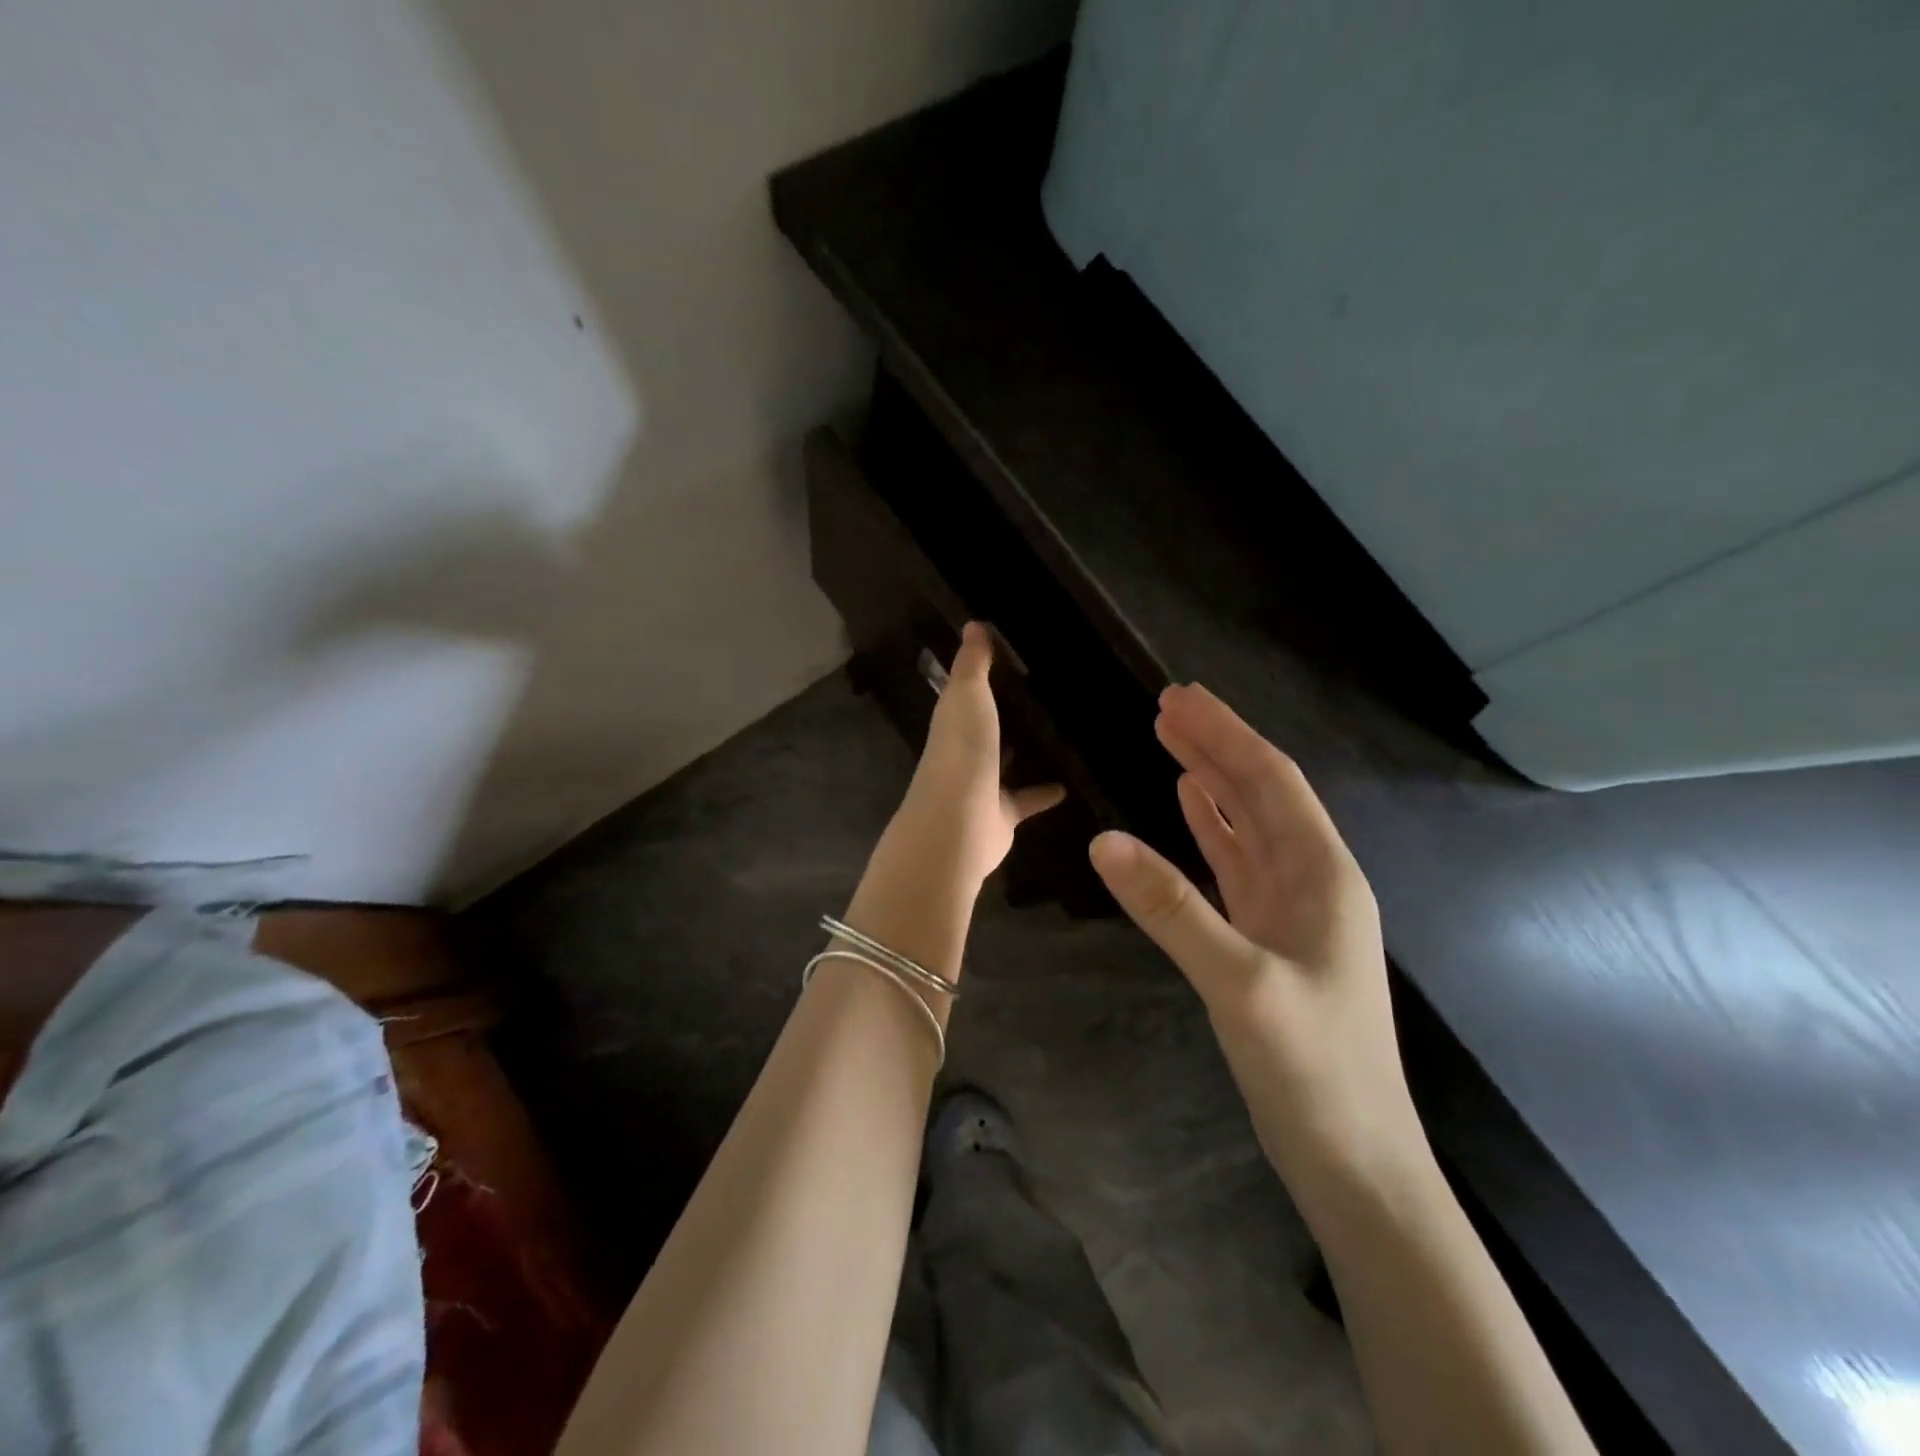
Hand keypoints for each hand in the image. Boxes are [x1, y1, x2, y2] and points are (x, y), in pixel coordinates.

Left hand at [881, 623, 1064, 890]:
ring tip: (1061, 734)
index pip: (967, 693)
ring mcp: (983, 785)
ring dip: (1023, 752)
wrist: (958, 822)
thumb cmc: (962, 751)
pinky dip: (1045, 792)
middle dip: (1006, 715)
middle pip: (987, 729)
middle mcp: (965, 752)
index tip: (1012, 658)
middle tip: (1045, 694)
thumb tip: (973, 624)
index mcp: (953, 721)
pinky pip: (1027, 799)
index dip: (983, 677)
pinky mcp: (1003, 815)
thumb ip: (972, 664)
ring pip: (1006, 764)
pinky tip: (1071, 783)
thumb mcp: (967, 695)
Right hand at [1088, 683, 1425, 1200]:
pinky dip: (1209, 827)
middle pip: (1258, 793)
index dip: (1226, 734)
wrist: (1354, 1159)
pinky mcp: (1267, 937)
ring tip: (1170, 739)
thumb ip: (1172, 909)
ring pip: (1245, 824)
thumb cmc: (1313, 1070)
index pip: (1270, 781)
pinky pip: (1235, 863)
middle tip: (1167, 704)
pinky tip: (1187, 806)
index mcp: (1322, 874)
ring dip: (1210, 780)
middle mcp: (1311, 879)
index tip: (1180, 696)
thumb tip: (1103, 840)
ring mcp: (1289, 909)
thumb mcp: (1240, 984)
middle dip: (1216, 745)